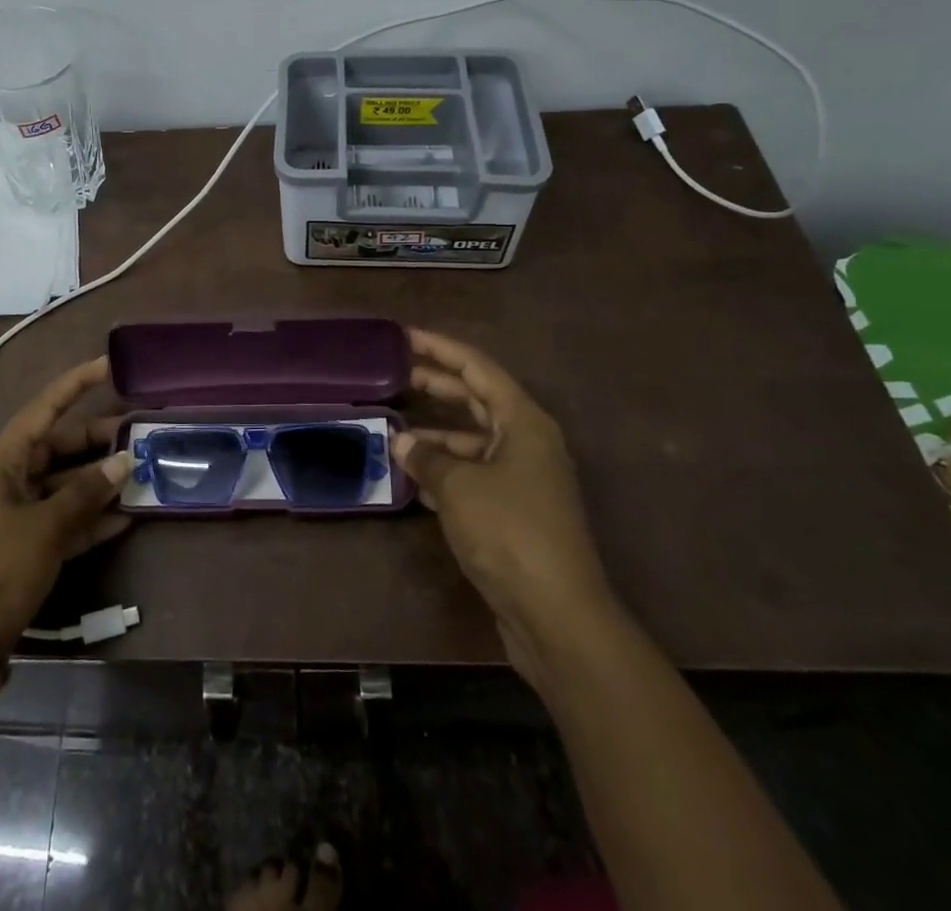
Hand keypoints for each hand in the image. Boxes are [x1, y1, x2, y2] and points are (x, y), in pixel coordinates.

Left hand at [0, 356, 132, 654]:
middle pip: (58, 446)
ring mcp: (17, 516)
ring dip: (99, 482)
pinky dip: (91, 518)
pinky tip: (126, 518)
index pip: (44, 408)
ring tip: (142, 473)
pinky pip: (65, 520)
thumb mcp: (45, 527)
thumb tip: (123, 462)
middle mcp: (9, 480)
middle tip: (140, 433)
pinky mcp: (26, 548)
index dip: (76, 384)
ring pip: (65, 484)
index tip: (109, 364)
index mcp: (2, 461)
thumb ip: (85, 493)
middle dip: (97, 439)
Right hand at [394, 329, 616, 658]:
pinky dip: (444, 470)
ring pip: (472, 440)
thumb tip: (401, 441)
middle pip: (476, 399)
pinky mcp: (514, 512)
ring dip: (435, 434)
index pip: (477, 368)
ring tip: (393, 429)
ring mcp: (523, 478)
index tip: (404, 336)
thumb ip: (426, 457)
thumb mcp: (459, 486)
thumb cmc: (510, 532)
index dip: (440, 348)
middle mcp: (526, 442)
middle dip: (436, 385)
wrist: (557, 616)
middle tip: (394, 372)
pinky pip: (473, 475)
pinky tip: (412, 476)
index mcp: (523, 422)